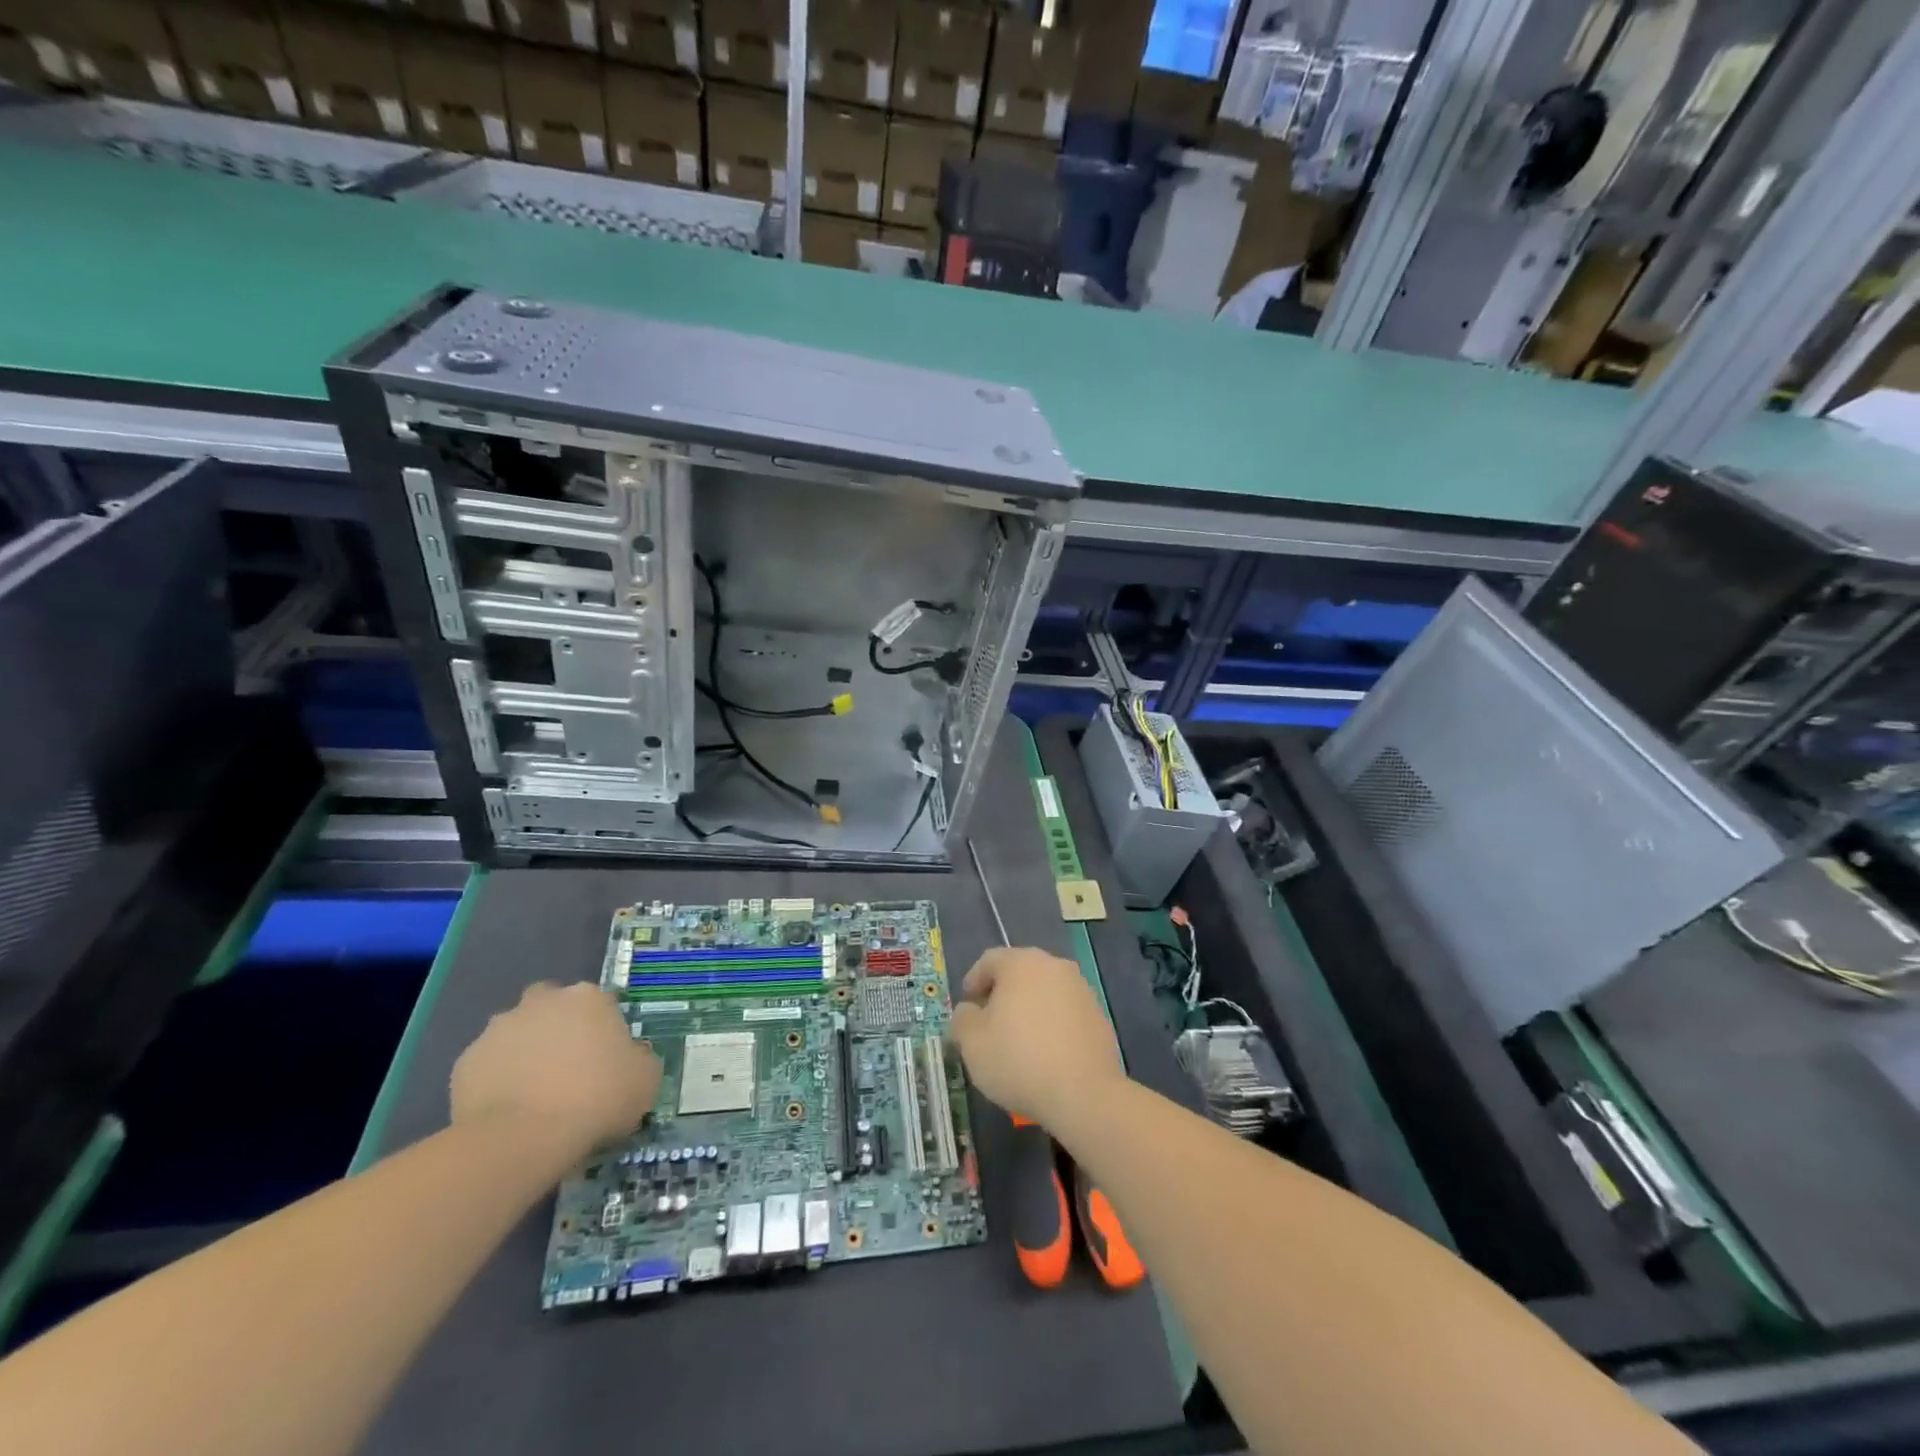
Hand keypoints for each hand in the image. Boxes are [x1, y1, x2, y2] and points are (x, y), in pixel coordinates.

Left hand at [451, 982, 660, 1158]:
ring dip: (524, 1052)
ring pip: (516, 1033)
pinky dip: (496, 1080)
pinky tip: (507, 1109)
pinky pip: (487, 1066)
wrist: (523, 1137)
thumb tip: (629, 1058)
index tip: (606, 1060)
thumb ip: (638, 1059)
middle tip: (565, 1067)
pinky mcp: (466, 1061)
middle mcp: (542, 1001)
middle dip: (556, 1027)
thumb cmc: (596, 1098)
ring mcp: (499, 1029)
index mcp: (588, 997)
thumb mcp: (645, 1079)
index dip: (603, 1031)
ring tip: (533, 1093)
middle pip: (551, 1005)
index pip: (600, 1003)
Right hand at [949, 947, 1124, 1128]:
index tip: (967, 1006)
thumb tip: (969, 1011)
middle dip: (1002, 994)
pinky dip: (1052, 1024)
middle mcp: (1054, 966)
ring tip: (1018, 1040)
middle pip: (1020, 972)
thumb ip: (962, 1019)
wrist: (1083, 1093)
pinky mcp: (1098, 1015)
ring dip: (1029, 1008)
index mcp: (1021, 963)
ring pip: (1045, 991)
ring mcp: (1081, 989)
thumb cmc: (1018, 1060)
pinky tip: (1046, 1053)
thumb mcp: (972, 1043)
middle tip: (989, 1022)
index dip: (973, 981)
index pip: (989, 960)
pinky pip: (1066, 1012)